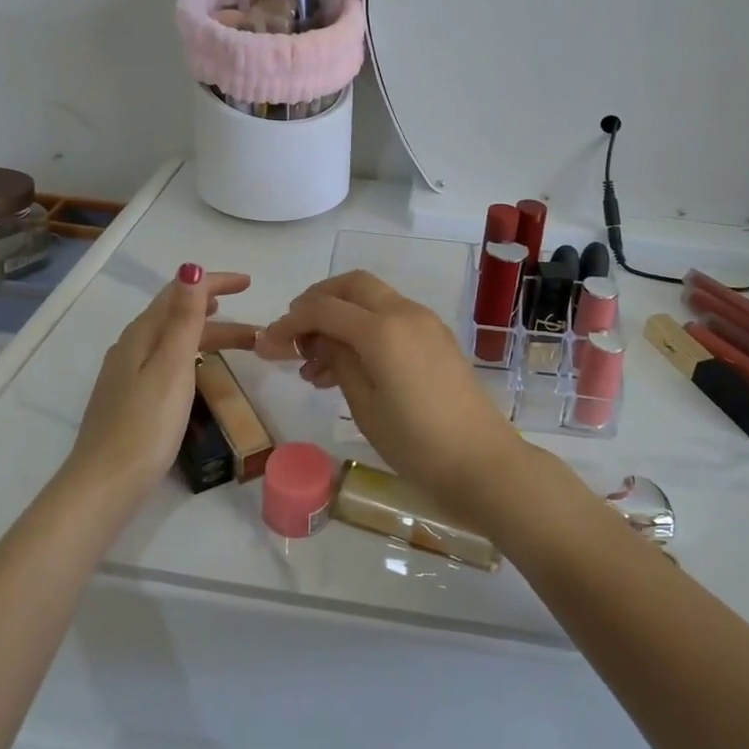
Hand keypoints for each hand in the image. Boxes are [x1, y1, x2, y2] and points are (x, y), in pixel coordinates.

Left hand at [63, 265, 255, 501]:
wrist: (104, 485)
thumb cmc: (145, 424)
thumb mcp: (172, 367)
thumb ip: (184, 318)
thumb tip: (191, 269)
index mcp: (141, 335)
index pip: (179, 293)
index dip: (214, 283)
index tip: (248, 283)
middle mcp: (131, 347)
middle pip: (178, 316)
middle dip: (219, 312)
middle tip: (255, 323)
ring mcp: (127, 374)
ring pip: (175, 340)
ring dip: (209, 336)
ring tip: (243, 345)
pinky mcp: (130, 398)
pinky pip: (168, 360)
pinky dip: (194, 354)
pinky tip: (201, 369)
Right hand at [256, 271, 524, 523]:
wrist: (482, 462)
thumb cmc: (416, 442)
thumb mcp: (365, 405)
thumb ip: (338, 361)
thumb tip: (319, 339)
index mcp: (382, 329)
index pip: (324, 308)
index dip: (289, 322)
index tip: (266, 343)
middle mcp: (404, 312)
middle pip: (352, 286)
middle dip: (317, 301)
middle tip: (294, 334)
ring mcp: (425, 322)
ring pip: (372, 300)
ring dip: (341, 317)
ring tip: (314, 364)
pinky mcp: (436, 338)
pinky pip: (392, 318)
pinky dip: (365, 329)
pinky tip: (347, 366)